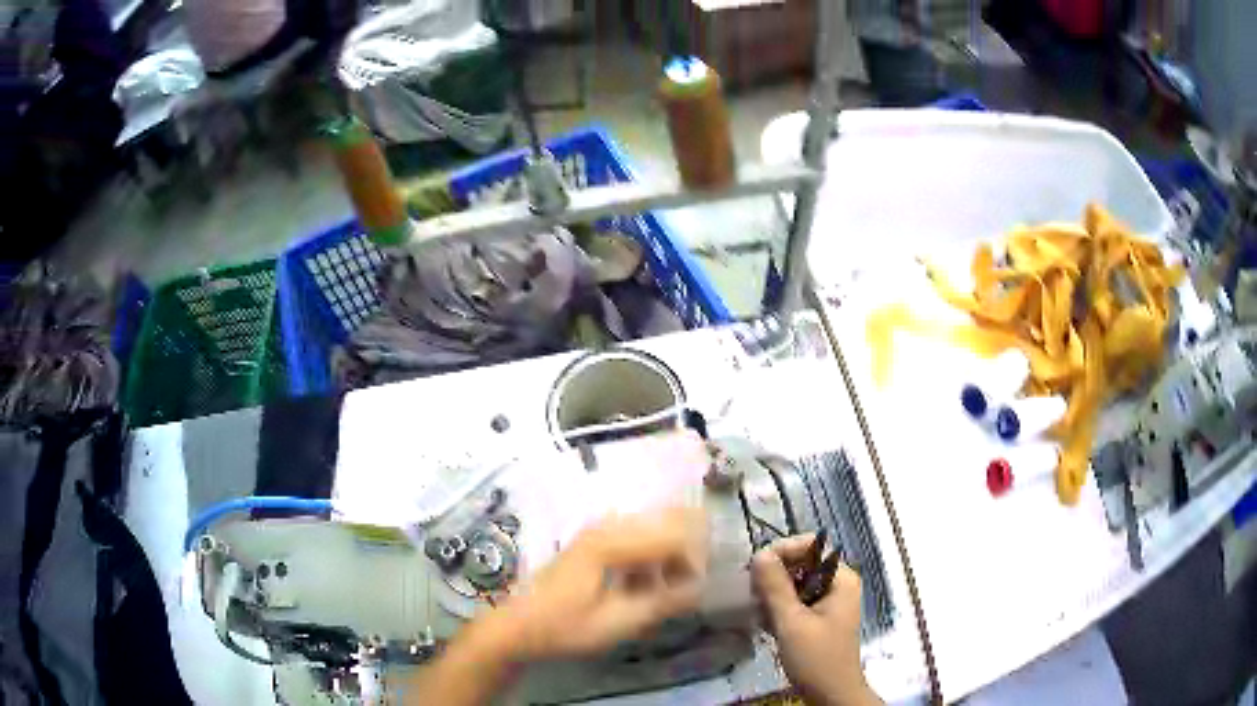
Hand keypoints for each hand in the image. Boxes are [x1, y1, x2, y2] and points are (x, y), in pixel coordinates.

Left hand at [493, 506, 707, 660]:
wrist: (517, 627)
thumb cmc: (564, 627)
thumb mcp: (615, 623)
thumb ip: (661, 603)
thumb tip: (699, 589)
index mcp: (610, 543)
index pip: (672, 535)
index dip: (694, 559)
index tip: (699, 589)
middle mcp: (606, 527)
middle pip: (667, 521)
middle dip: (687, 551)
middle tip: (690, 585)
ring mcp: (599, 532)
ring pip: (654, 528)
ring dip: (670, 555)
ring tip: (671, 590)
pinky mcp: (595, 543)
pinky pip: (638, 539)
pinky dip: (652, 559)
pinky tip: (646, 587)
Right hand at [752, 535, 881, 705]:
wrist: (830, 693)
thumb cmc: (816, 657)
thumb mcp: (792, 622)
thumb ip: (775, 587)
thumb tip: (759, 554)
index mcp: (841, 579)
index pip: (813, 545)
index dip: (784, 549)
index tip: (756, 566)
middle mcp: (838, 583)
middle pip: (803, 562)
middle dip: (775, 573)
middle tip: (750, 589)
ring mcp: (828, 600)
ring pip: (796, 581)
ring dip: (774, 592)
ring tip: (755, 607)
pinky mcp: (818, 616)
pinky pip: (796, 598)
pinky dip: (779, 605)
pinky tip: (765, 620)